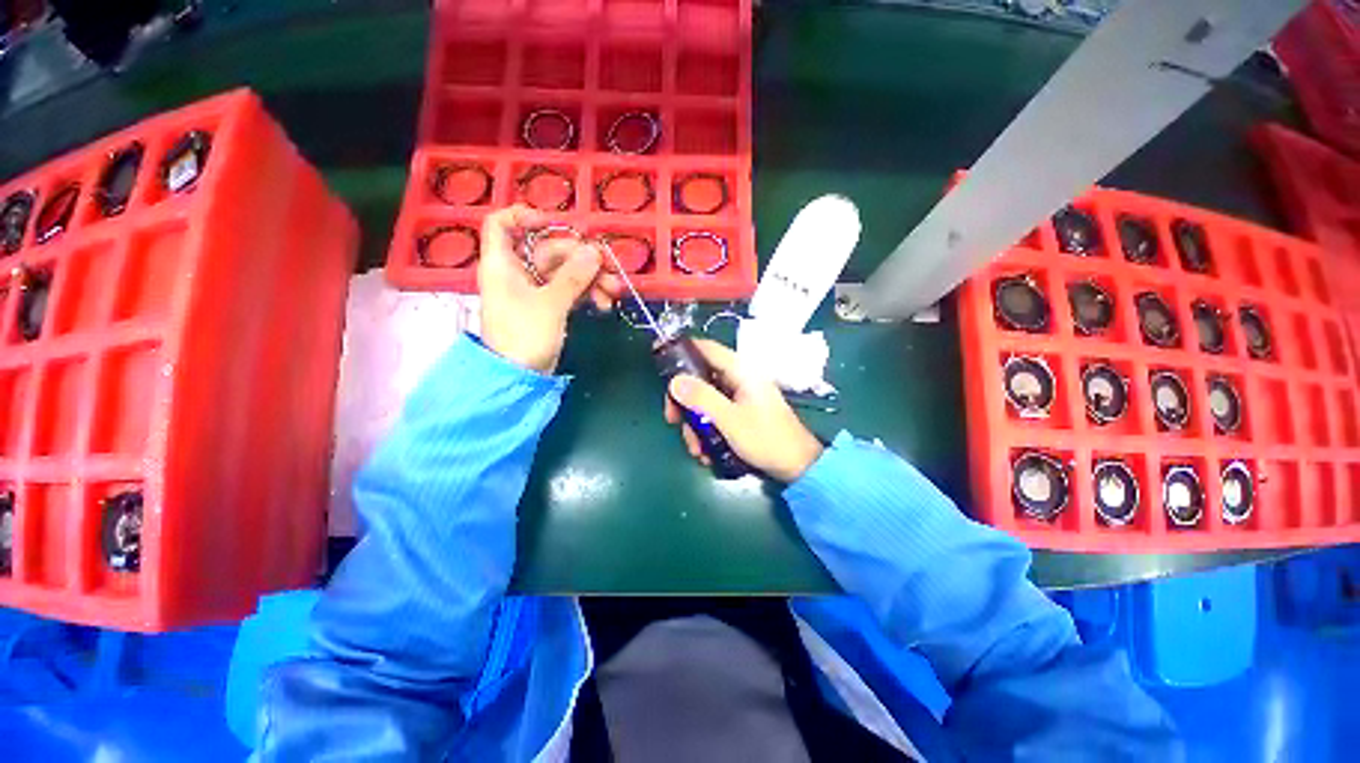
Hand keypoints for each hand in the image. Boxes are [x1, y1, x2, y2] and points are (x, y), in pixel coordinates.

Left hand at [478, 206, 621, 372]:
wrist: (521, 377)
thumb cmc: (525, 335)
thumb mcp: (551, 303)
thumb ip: (573, 276)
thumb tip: (594, 251)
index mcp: (504, 263)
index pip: (502, 224)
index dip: (525, 217)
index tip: (556, 224)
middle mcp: (518, 272)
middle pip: (549, 250)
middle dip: (581, 258)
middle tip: (608, 267)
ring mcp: (535, 291)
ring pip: (565, 273)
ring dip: (591, 279)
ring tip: (614, 290)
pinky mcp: (549, 307)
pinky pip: (570, 291)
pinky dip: (587, 294)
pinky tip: (604, 303)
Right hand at [664, 339, 823, 481]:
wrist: (797, 466)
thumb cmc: (765, 439)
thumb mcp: (729, 419)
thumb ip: (701, 398)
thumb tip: (674, 381)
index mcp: (740, 370)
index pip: (705, 349)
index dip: (681, 351)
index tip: (659, 362)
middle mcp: (738, 379)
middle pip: (699, 378)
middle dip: (684, 403)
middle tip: (673, 421)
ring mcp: (738, 396)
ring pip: (704, 400)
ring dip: (694, 424)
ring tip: (697, 450)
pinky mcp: (739, 412)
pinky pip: (714, 414)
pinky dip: (706, 430)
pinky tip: (706, 452)